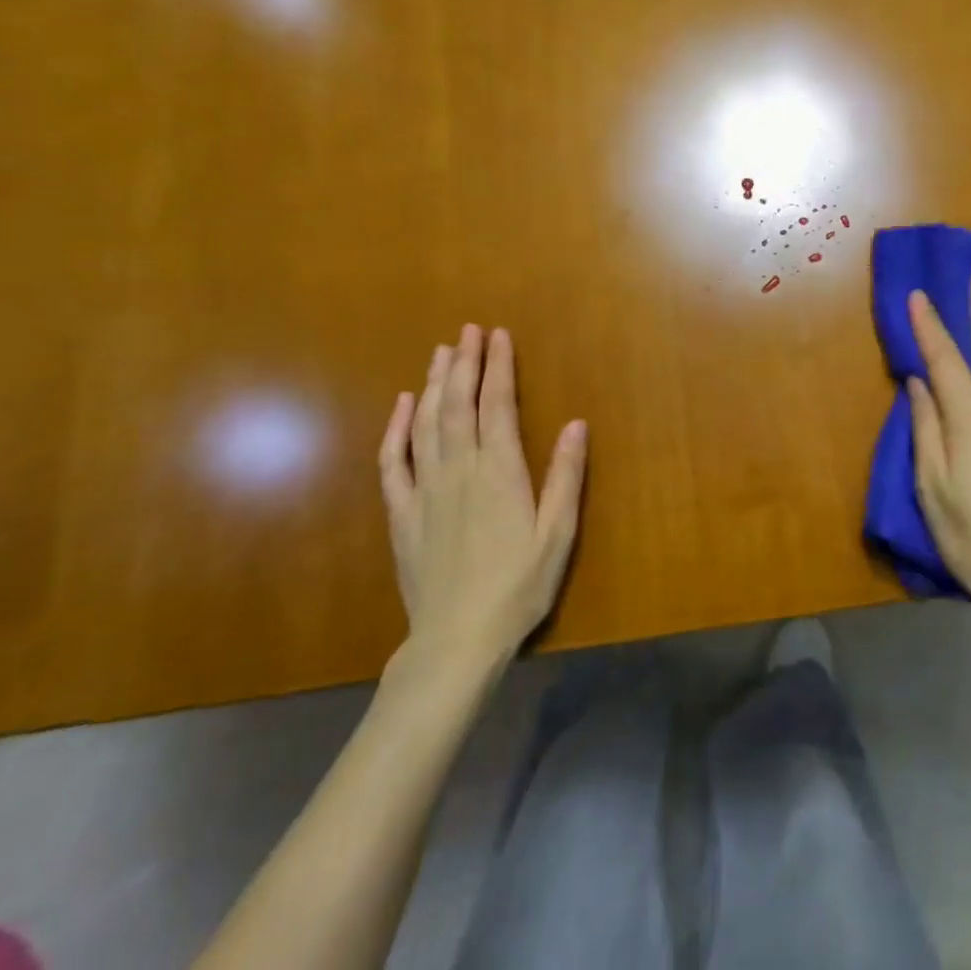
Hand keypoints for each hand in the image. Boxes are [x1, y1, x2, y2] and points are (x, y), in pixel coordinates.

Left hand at [378, 325, 587, 667]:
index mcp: (499, 472)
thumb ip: (565, 477)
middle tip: (467, 330)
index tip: (498, 335)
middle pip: (458, 404)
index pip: (497, 405)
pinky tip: (403, 405)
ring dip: (434, 383)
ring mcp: (425, 489)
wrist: (456, 640)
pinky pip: (394, 461)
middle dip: (464, 363)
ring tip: (441, 352)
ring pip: (425, 423)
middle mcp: (459, 470)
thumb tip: (576, 423)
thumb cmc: (518, 587)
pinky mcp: (402, 512)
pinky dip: (396, 428)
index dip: (498, 366)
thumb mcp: (557, 534)